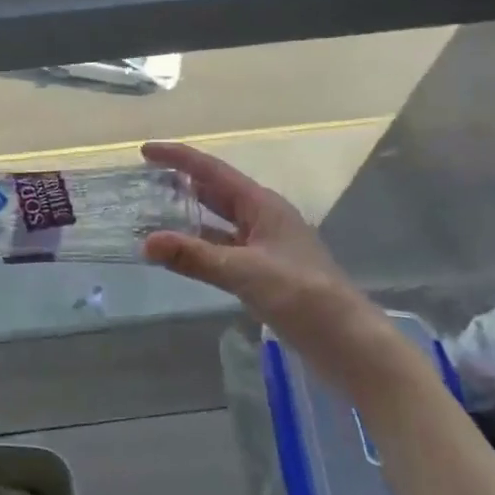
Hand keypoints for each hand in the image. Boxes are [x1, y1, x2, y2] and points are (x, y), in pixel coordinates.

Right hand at [140, 141, 413, 397]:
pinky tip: (181, 255)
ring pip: (219, 223)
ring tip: (153, 213)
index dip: (179, 158)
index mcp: (263, 206)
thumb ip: (194, 256)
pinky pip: (224, 250)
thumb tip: (146, 242)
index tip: (145, 151)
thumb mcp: (244, 272)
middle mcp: (264, 219)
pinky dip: (200, 248)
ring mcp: (266, 247)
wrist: (349, 344)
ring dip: (189, 217)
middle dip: (182, 183)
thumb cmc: (302, 296)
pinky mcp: (265, 274)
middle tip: (144, 179)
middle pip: (216, 192)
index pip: (212, 171)